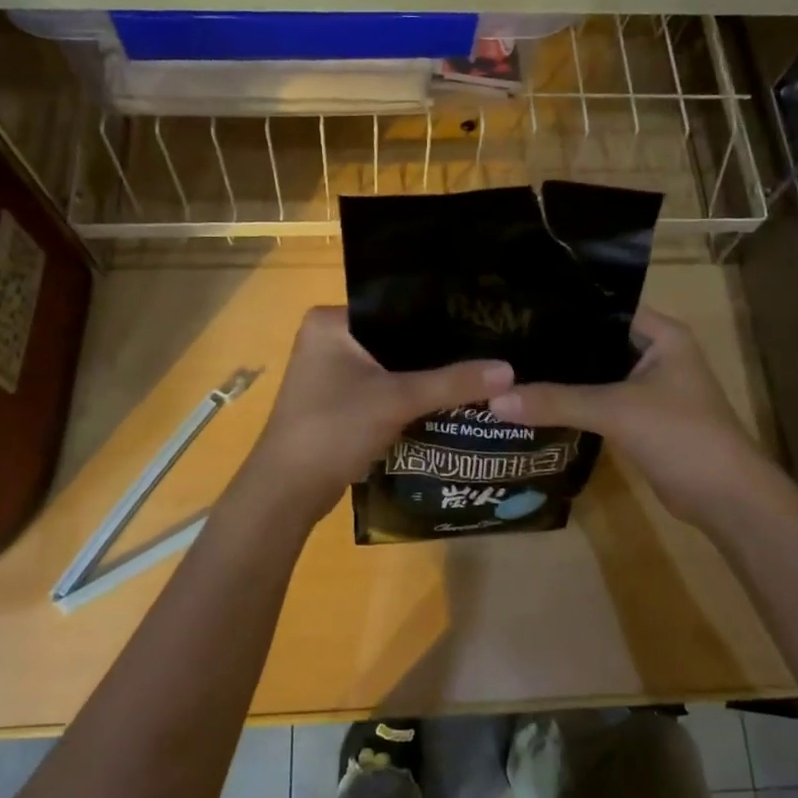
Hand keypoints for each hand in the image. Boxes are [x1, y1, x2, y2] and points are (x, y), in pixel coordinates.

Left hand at [244, 307, 514, 516]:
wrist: (288, 491)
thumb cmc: (334, 429)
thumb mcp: (397, 400)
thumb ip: (453, 383)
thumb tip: (510, 371)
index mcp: (330, 321)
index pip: (396, 305)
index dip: (439, 315)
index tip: (480, 320)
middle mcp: (327, 338)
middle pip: (396, 337)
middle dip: (436, 348)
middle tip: (486, 347)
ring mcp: (330, 372)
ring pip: (391, 366)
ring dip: (425, 375)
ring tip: (476, 369)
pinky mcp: (337, 402)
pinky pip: (383, 389)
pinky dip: (410, 396)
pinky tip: (448, 398)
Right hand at [487, 309, 768, 532]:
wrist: (725, 498)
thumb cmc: (680, 435)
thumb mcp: (615, 411)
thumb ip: (556, 402)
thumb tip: (494, 400)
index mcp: (661, 334)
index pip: (604, 306)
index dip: (564, 307)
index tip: (517, 308)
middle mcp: (655, 353)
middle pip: (595, 341)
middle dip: (555, 344)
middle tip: (502, 340)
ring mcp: (648, 388)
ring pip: (595, 374)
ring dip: (562, 376)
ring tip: (509, 368)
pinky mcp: (639, 418)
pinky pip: (598, 401)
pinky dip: (572, 403)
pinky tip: (535, 401)